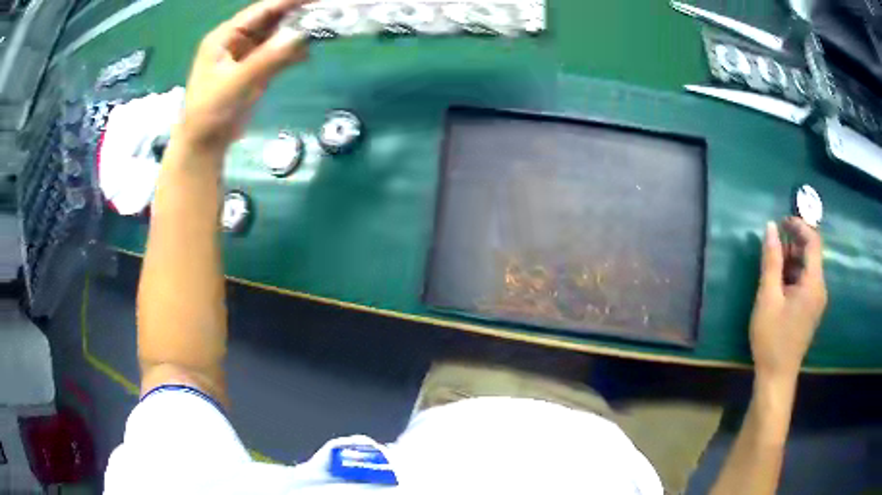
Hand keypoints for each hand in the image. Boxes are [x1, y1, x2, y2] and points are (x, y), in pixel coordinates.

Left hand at [177, 0, 309, 150]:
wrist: (204, 145)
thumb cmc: (210, 112)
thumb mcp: (236, 83)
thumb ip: (267, 58)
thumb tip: (300, 35)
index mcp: (225, 37)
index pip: (261, 11)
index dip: (288, 1)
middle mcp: (236, 41)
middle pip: (270, 20)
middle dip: (296, 14)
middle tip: (325, 9)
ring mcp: (246, 56)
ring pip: (275, 37)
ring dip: (296, 33)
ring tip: (324, 26)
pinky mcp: (254, 71)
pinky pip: (276, 55)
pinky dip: (292, 53)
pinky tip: (308, 52)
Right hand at [749, 217, 826, 382]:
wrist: (777, 377)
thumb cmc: (772, 338)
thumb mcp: (768, 297)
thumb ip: (771, 261)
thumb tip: (770, 227)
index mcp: (814, 284)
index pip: (813, 241)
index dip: (799, 226)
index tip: (781, 222)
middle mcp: (820, 289)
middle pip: (812, 253)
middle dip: (794, 241)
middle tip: (774, 241)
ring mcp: (817, 301)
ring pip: (808, 268)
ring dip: (793, 258)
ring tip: (773, 261)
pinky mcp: (811, 310)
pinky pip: (806, 282)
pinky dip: (794, 273)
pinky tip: (779, 281)